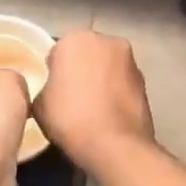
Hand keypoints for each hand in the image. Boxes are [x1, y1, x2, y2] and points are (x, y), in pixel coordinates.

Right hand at [34, 30, 153, 171]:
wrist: (114, 145)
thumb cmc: (70, 118)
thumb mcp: (39, 105)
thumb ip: (45, 88)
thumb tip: (54, 90)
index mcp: (76, 39)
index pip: (58, 52)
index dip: (54, 72)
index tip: (53, 90)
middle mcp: (107, 41)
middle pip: (87, 54)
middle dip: (81, 69)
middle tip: (71, 97)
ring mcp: (130, 60)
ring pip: (108, 67)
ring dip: (101, 80)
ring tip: (92, 108)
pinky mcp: (145, 82)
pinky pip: (122, 83)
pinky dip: (116, 93)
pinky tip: (109, 115)